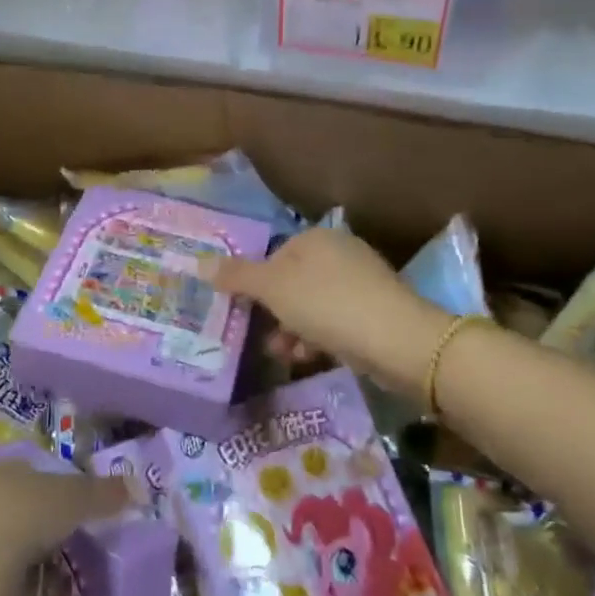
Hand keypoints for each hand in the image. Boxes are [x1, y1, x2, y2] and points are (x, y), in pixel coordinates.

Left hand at [0, 460, 129, 577]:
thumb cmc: (26, 515)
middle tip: (69, 555)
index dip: (56, 492)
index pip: (32, 474)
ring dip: (32, 571)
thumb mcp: (75, 498)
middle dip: (44, 536)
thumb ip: (105, 493)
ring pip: (6, 551)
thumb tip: (139, 486)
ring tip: (59, 593)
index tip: (74, 515)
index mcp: (2, 468)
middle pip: (19, 513)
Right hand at [204, 228, 448, 398]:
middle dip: (275, 314)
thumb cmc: (326, 304)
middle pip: (293, 283)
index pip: (274, 257)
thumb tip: (198, 262)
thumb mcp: (273, 289)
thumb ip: (236, 276)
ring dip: (294, 330)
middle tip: (265, 340)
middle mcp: (340, 251)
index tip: (248, 313)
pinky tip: (312, 358)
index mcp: (315, 237)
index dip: (257, 286)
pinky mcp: (377, 310)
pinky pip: (337, 320)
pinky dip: (320, 337)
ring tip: (287, 355)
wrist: (396, 339)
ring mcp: (363, 280)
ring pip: (314, 305)